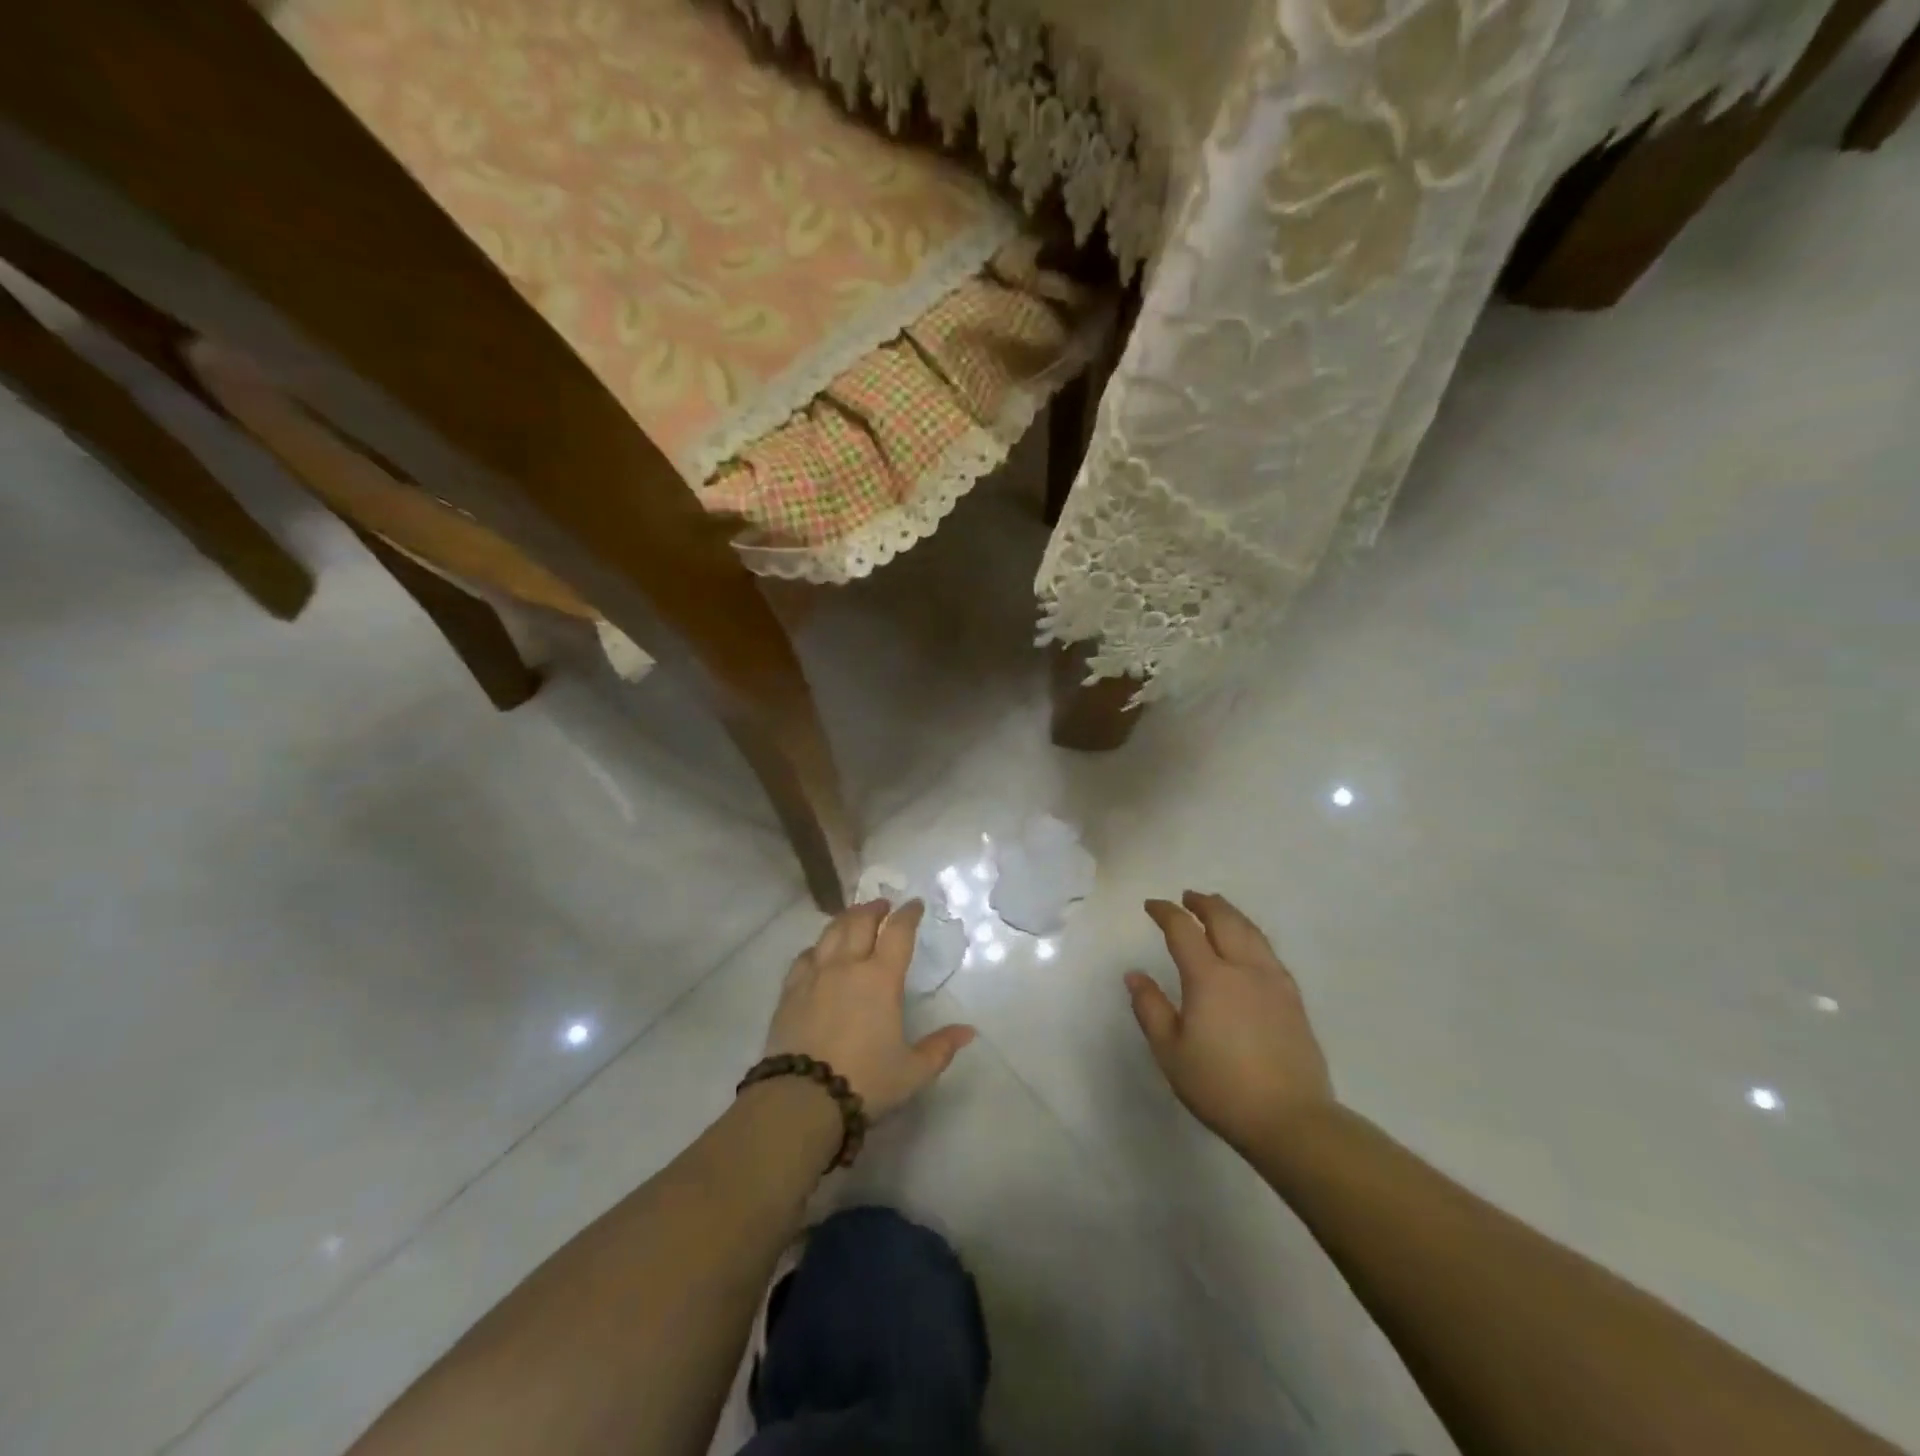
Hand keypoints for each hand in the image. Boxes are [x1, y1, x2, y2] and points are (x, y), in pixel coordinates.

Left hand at [764, 899, 976, 1121]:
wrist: (802, 1098)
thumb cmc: (865, 1081)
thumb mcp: (912, 1071)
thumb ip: (941, 1048)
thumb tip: (969, 1031)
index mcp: (881, 978)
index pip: (898, 932)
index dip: (908, 914)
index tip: (915, 905)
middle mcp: (848, 966)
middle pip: (860, 922)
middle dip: (874, 908)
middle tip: (883, 905)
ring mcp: (815, 975)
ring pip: (831, 932)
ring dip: (846, 919)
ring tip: (853, 917)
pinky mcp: (790, 991)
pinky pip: (804, 957)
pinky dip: (817, 947)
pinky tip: (818, 951)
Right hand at [1126, 890, 1333, 1152]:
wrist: (1291, 1119)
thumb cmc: (1220, 1086)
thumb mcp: (1170, 1052)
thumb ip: (1150, 1008)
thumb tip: (1135, 974)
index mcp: (1209, 977)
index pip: (1183, 930)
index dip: (1165, 913)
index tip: (1152, 906)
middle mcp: (1244, 968)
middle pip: (1224, 920)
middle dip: (1203, 904)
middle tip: (1188, 897)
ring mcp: (1274, 982)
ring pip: (1251, 932)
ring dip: (1230, 914)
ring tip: (1218, 909)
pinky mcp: (1294, 999)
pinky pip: (1269, 951)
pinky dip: (1251, 935)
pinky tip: (1249, 946)